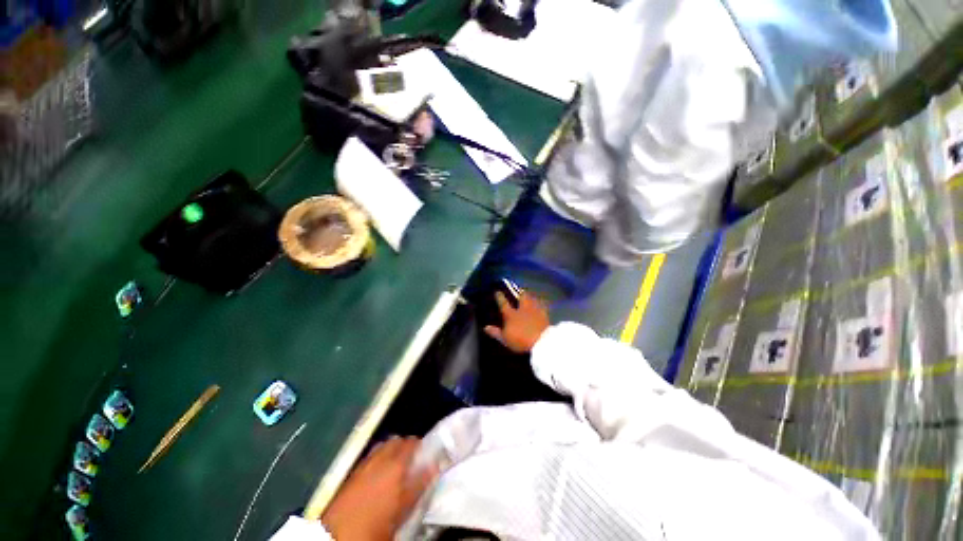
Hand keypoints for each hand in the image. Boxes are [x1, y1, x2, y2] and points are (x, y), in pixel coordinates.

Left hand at [322, 436, 437, 540]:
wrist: (338, 534)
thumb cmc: (377, 523)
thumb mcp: (403, 508)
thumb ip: (419, 484)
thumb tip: (434, 466)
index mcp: (395, 464)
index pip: (412, 443)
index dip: (420, 445)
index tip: (426, 453)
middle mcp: (380, 457)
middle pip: (396, 440)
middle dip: (405, 446)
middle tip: (412, 460)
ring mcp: (364, 463)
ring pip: (382, 446)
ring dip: (391, 450)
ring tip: (396, 466)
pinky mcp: (353, 472)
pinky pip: (370, 456)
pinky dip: (378, 458)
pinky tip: (379, 474)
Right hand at [484, 291, 550, 352]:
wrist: (541, 341)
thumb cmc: (520, 340)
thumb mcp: (505, 339)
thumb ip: (496, 332)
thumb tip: (485, 327)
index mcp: (511, 315)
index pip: (503, 304)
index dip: (500, 297)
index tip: (497, 291)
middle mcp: (522, 309)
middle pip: (521, 297)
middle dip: (518, 292)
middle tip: (517, 289)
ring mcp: (534, 310)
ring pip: (531, 299)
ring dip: (529, 296)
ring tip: (528, 294)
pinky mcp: (545, 314)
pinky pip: (541, 305)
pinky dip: (539, 303)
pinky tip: (540, 304)